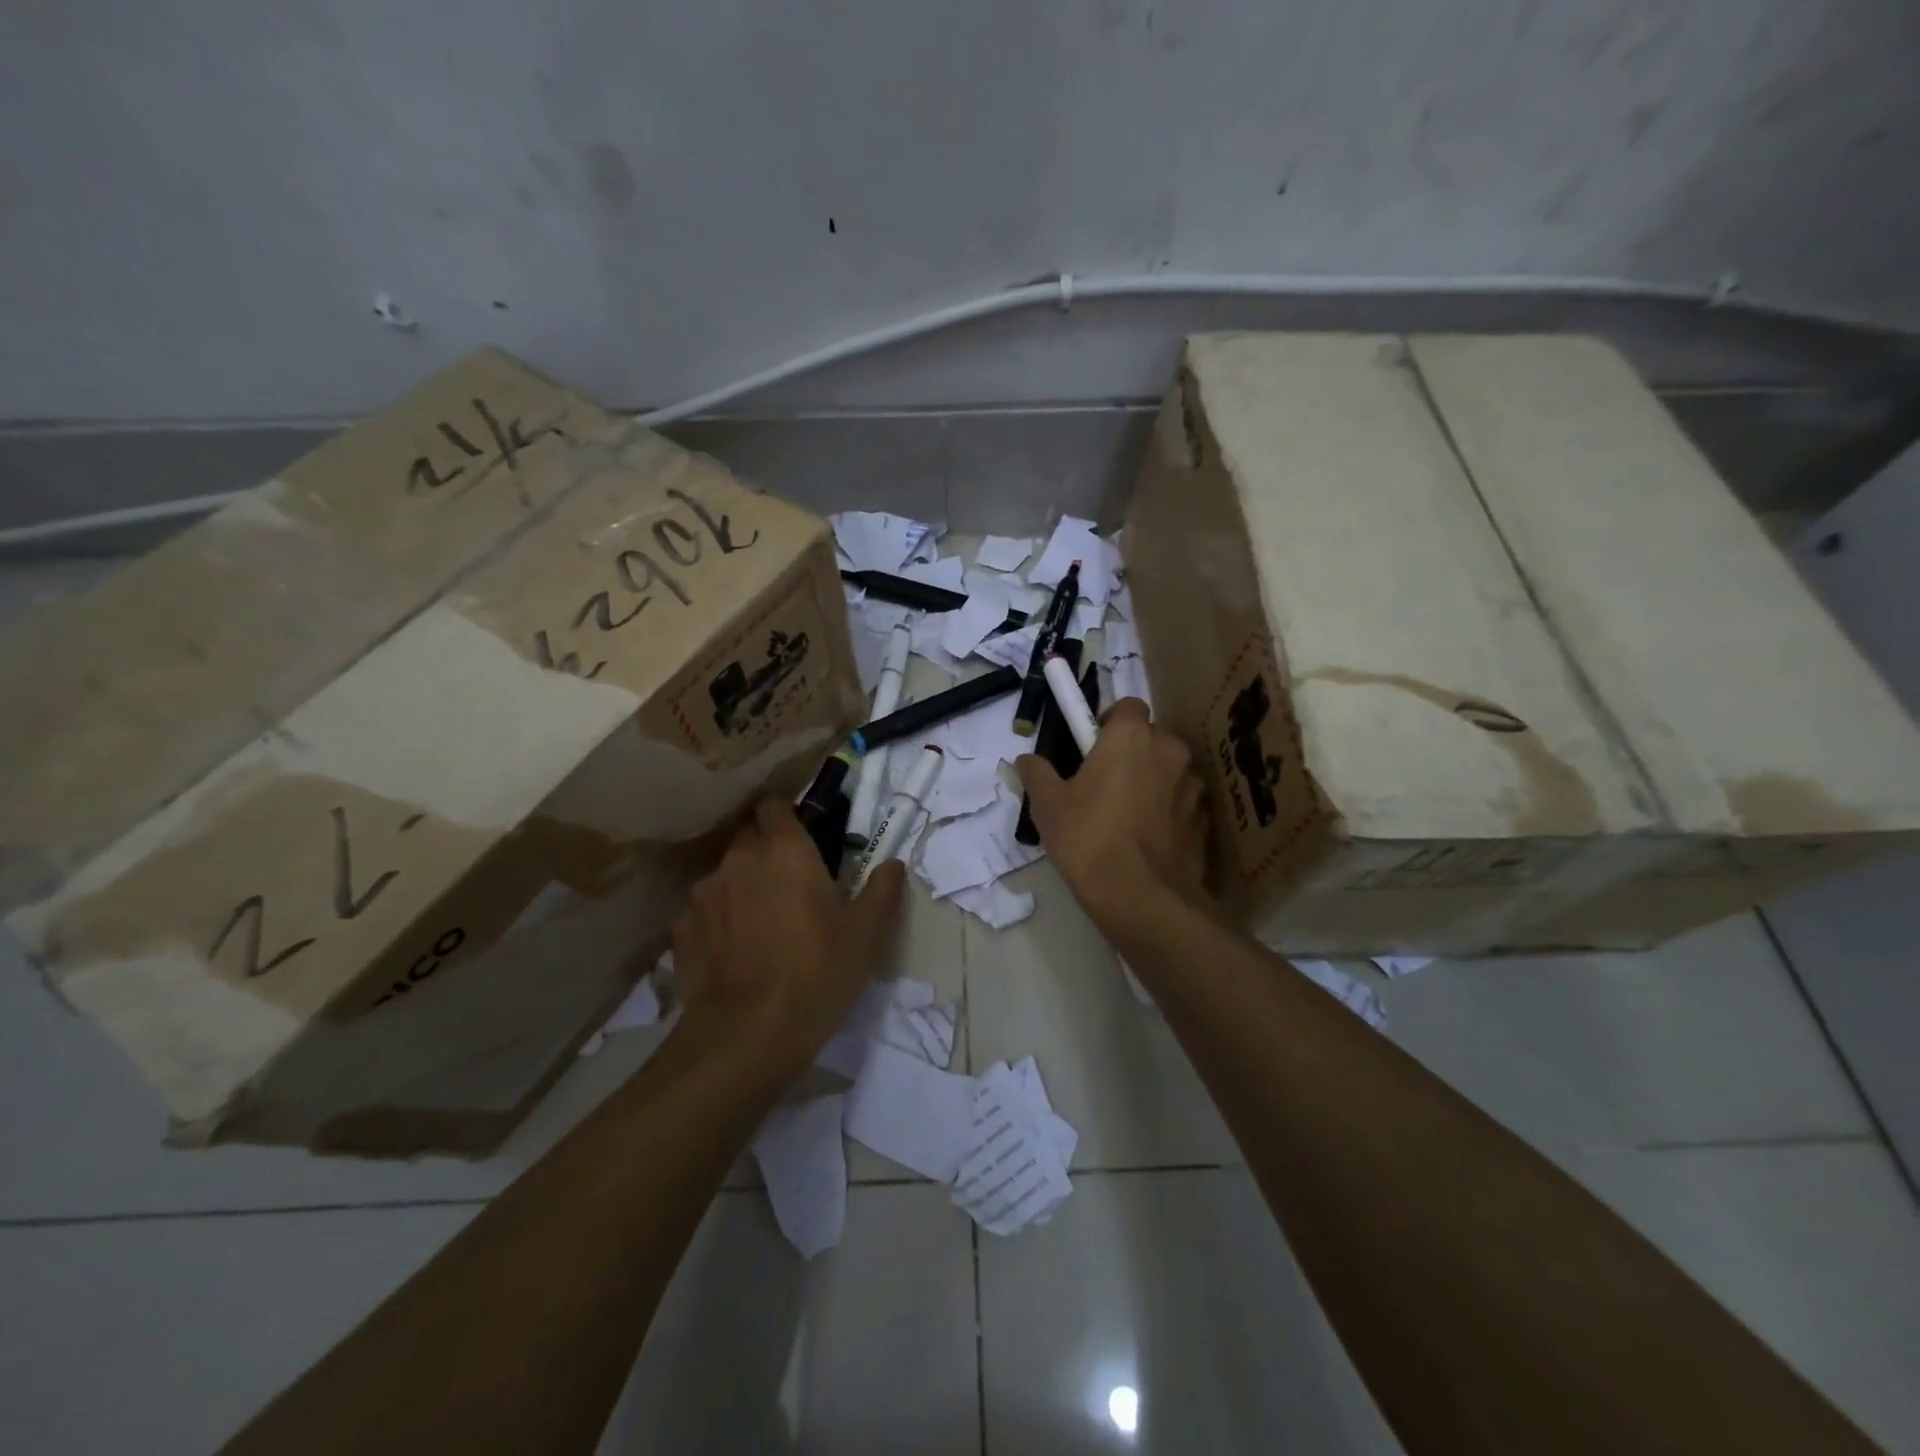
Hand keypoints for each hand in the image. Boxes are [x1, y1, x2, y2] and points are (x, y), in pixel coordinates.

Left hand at [672, 798, 905, 1075]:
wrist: (747, 1034)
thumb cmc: (817, 973)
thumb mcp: (866, 935)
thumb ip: (882, 890)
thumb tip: (894, 865)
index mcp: (785, 849)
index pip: (775, 805)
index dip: (787, 817)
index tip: (803, 837)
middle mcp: (740, 858)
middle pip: (750, 838)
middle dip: (767, 853)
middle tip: (789, 886)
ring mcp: (704, 893)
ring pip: (725, 874)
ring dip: (742, 886)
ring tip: (759, 924)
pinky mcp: (681, 928)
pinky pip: (704, 911)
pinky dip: (718, 921)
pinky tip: (733, 952)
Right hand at [1016, 698, 1209, 935]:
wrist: (1141, 898)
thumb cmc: (1088, 838)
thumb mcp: (1048, 805)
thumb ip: (1037, 773)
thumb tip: (1026, 760)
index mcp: (1131, 736)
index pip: (1128, 706)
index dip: (1109, 722)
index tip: (1090, 747)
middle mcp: (1169, 751)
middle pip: (1150, 738)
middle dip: (1130, 753)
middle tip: (1102, 783)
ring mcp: (1192, 787)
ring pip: (1168, 772)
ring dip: (1151, 782)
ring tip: (1125, 816)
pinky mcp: (1204, 821)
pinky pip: (1180, 804)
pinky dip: (1166, 812)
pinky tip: (1145, 840)